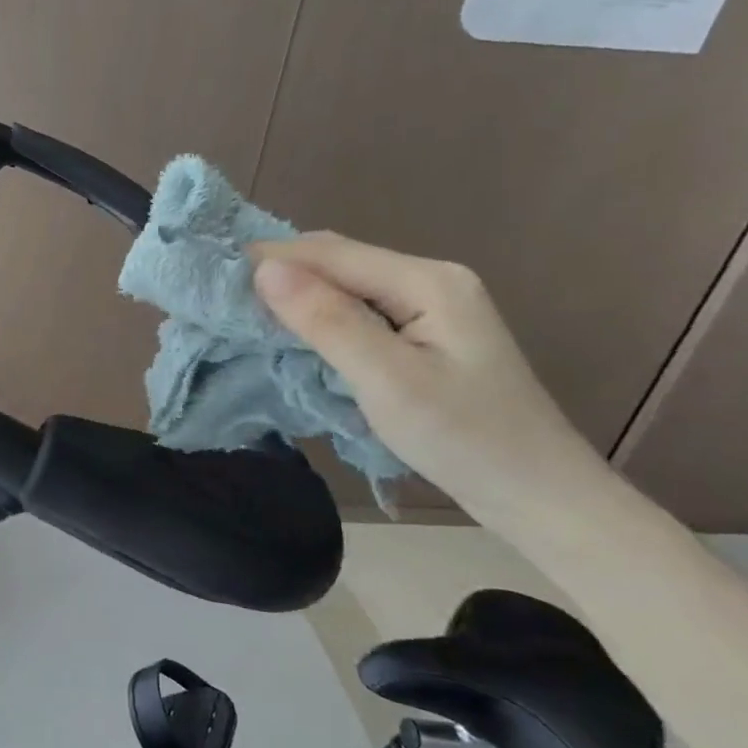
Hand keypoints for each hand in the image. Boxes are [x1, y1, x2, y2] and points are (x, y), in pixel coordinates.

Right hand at [250, 232, 608, 528]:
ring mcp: (428, 308)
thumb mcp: (388, 381)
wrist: (539, 495)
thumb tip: (264, 270)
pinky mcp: (423, 335)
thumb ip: (327, 321)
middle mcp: (428, 280)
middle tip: (218, 295)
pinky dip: (315, 315)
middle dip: (276, 270)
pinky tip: (290, 331)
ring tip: (240, 310)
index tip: (209, 274)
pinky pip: (356, 310)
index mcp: (426, 281)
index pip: (329, 253)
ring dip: (293, 293)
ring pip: (344, 284)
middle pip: (337, 260)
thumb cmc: (464, 439)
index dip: (266, 258)